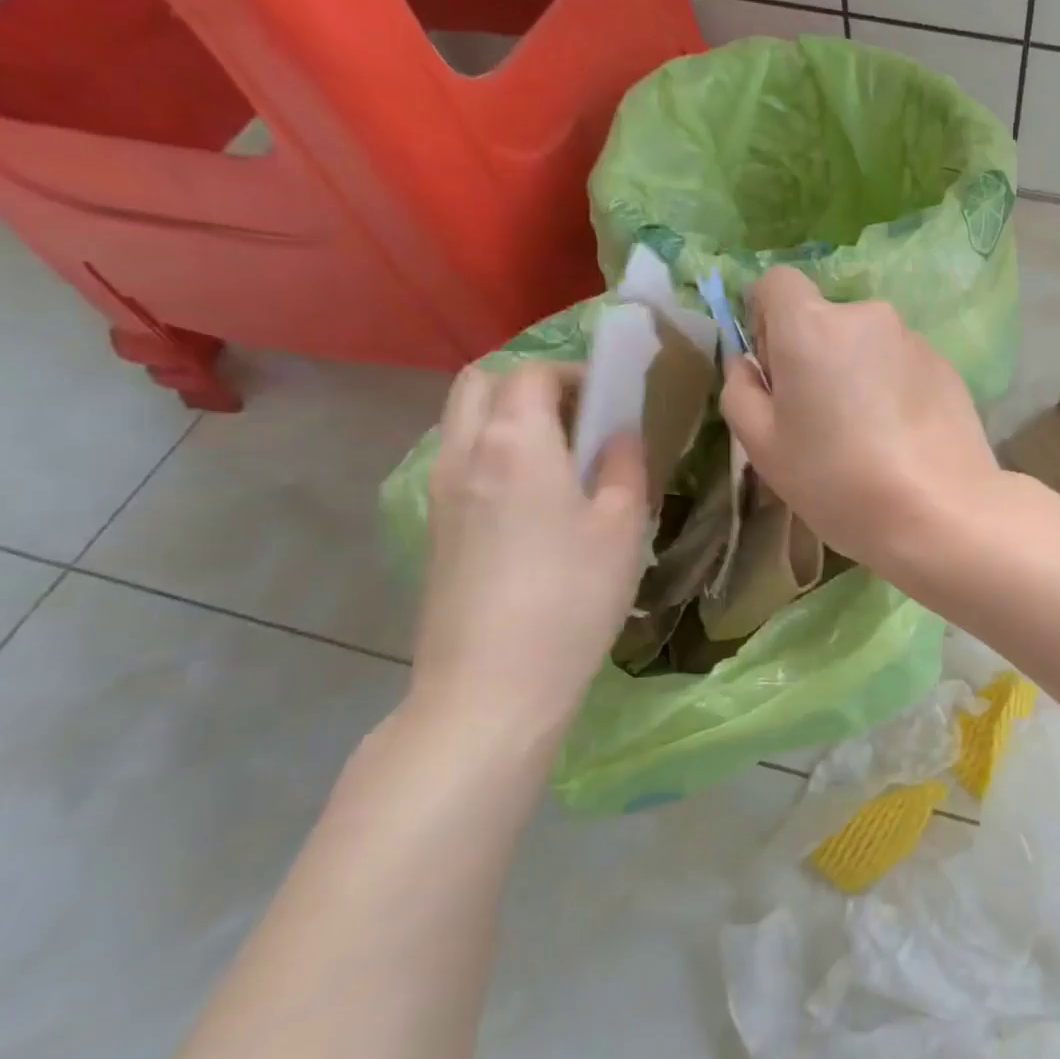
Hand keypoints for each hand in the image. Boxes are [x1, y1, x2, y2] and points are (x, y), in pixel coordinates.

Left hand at [408, 362, 647, 750]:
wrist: (491, 686)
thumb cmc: (572, 597)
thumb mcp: (623, 526)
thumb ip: (625, 465)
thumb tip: (619, 434)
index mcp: (514, 442)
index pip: (532, 372)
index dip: (573, 372)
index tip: (610, 397)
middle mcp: (464, 453)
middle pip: (479, 382)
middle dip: (528, 382)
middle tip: (577, 414)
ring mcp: (440, 492)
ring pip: (461, 420)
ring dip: (505, 415)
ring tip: (560, 455)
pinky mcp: (434, 529)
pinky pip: (458, 460)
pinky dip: (491, 450)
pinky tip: (533, 498)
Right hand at [719, 267, 1001, 572]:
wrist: (939, 512)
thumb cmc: (837, 480)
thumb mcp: (763, 446)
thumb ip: (741, 390)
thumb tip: (748, 362)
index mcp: (812, 325)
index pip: (778, 282)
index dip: (768, 317)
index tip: (776, 366)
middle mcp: (866, 316)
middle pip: (826, 316)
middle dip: (815, 351)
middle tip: (820, 415)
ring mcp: (914, 338)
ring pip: (867, 342)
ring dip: (857, 370)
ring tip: (867, 433)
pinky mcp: (947, 364)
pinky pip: (902, 363)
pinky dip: (893, 386)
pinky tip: (901, 437)